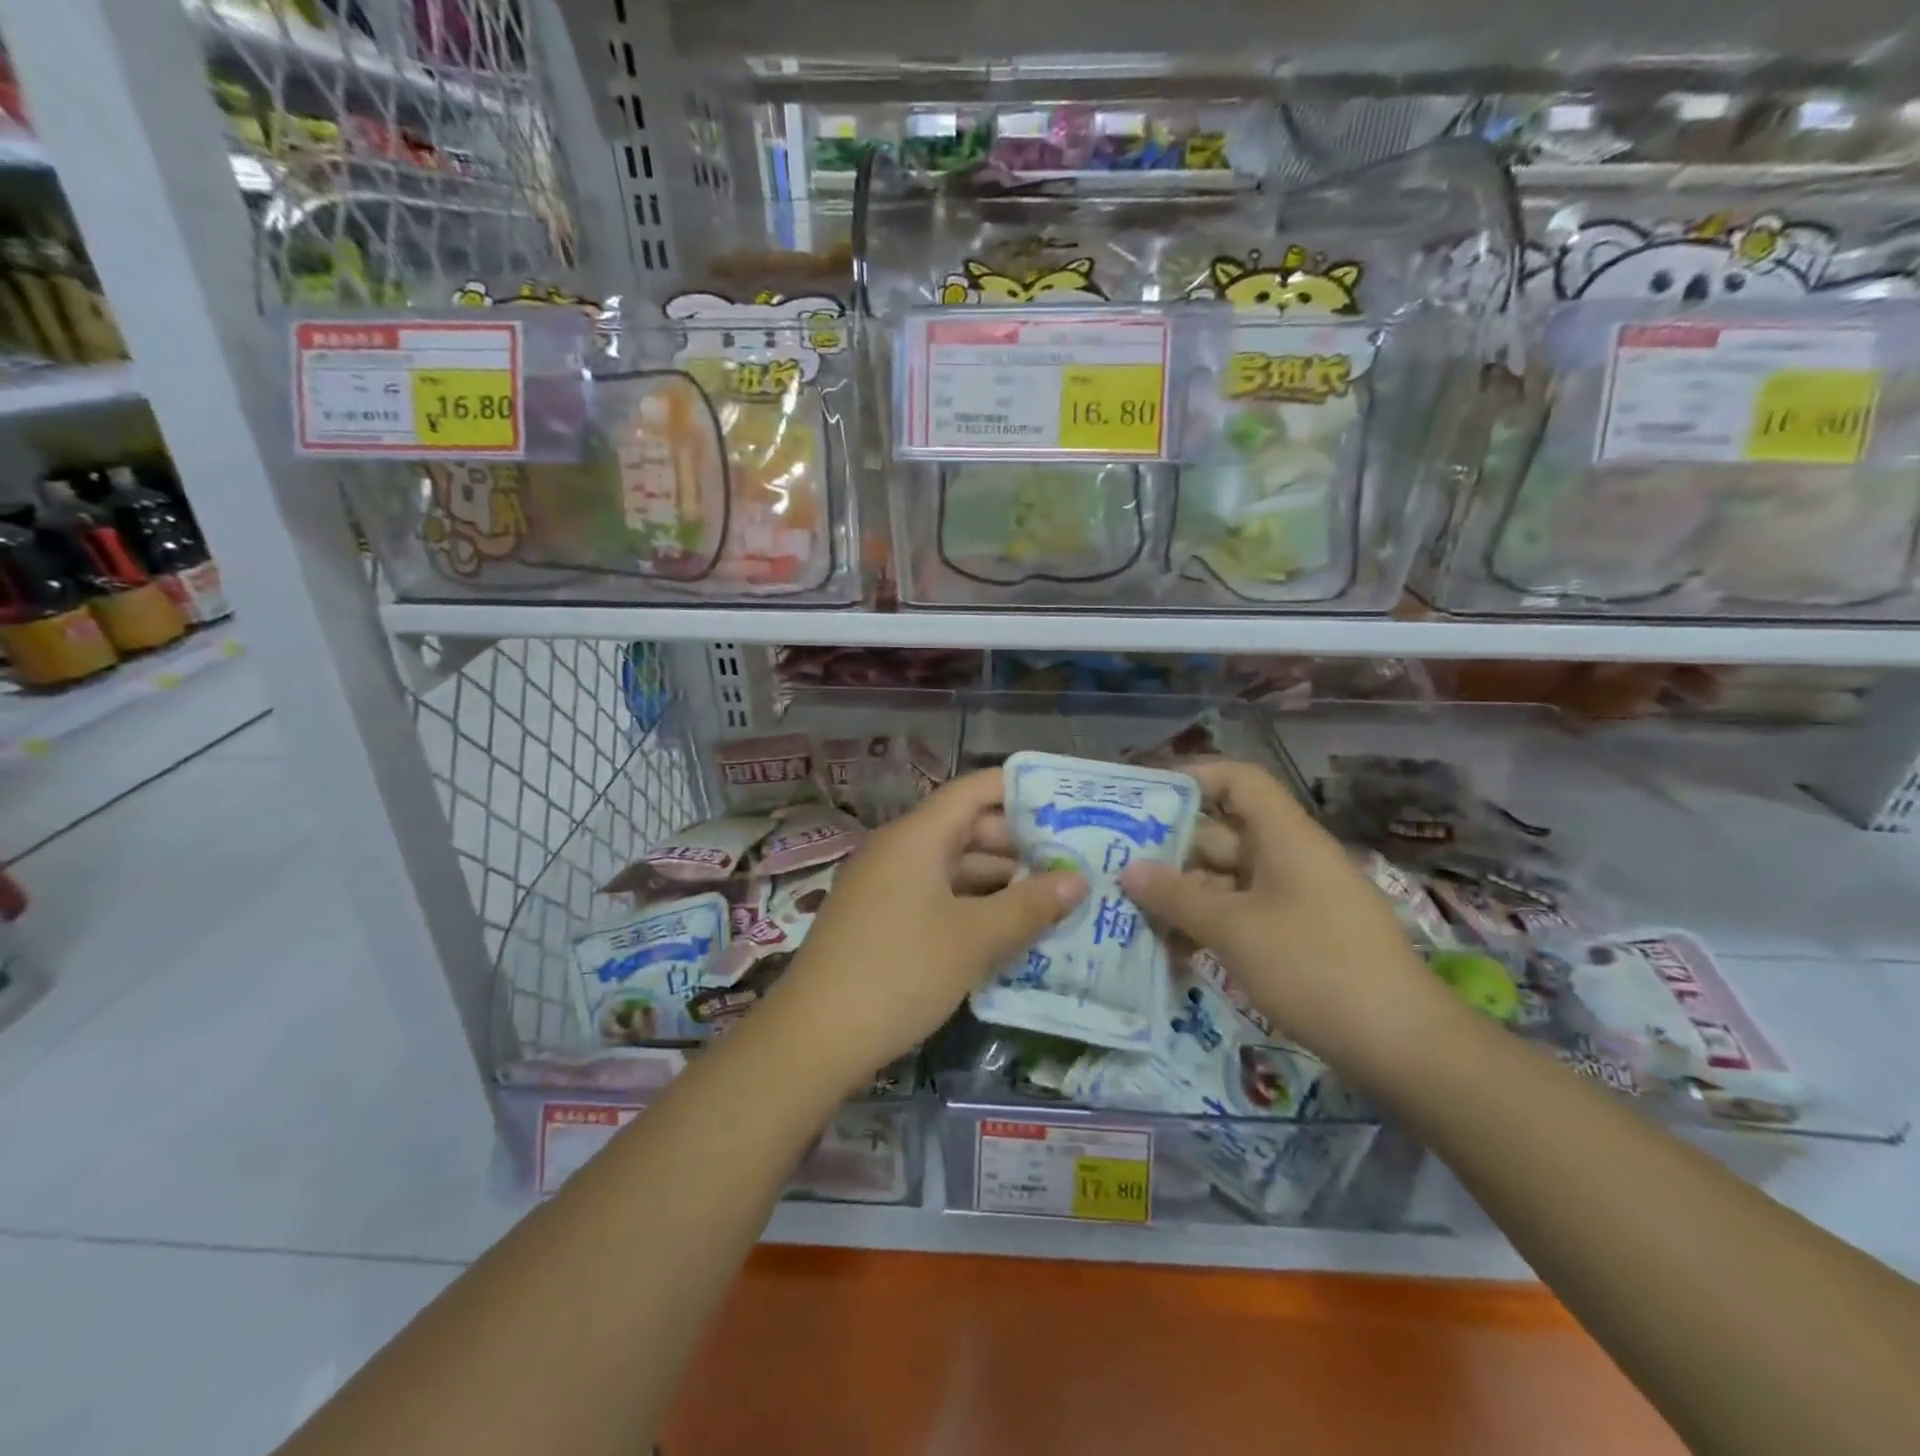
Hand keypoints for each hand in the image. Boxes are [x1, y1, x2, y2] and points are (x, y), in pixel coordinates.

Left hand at [768, 769, 1086, 1087]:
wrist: (814, 1038)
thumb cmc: (900, 973)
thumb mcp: (974, 939)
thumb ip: (1029, 906)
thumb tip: (1078, 880)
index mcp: (916, 836)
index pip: (974, 791)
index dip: (1020, 790)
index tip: (1067, 803)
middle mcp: (899, 850)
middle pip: (966, 829)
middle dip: (1019, 846)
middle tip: (1073, 862)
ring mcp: (886, 887)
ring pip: (953, 868)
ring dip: (999, 883)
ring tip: (1053, 901)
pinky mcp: (881, 921)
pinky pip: (936, 898)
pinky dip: (973, 907)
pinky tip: (1009, 932)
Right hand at [1118, 759, 1456, 1082]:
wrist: (1403, 1046)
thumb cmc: (1314, 967)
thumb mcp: (1234, 929)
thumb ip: (1177, 896)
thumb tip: (1129, 869)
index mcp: (1284, 837)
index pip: (1239, 781)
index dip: (1193, 778)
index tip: (1146, 799)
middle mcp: (1289, 858)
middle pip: (1222, 835)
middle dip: (1170, 852)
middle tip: (1116, 869)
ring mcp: (1295, 900)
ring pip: (1226, 882)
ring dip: (1183, 898)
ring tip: (1133, 917)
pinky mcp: (1298, 938)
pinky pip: (1242, 916)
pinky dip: (1209, 927)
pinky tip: (1172, 953)